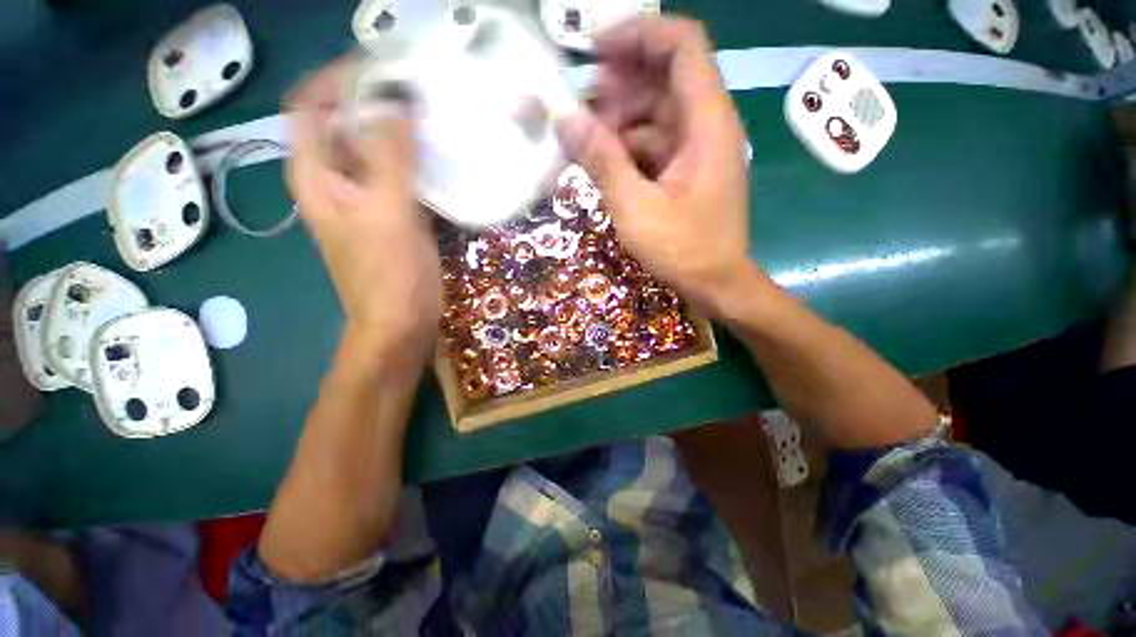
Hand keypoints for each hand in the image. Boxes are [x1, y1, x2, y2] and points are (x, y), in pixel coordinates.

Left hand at [287, 60, 440, 364]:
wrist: (401, 322)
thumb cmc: (390, 274)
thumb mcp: (388, 212)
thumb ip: (390, 157)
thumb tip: (397, 102)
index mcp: (318, 175)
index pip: (312, 105)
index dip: (340, 79)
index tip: (385, 67)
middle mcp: (336, 181)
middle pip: (346, 125)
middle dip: (377, 102)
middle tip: (421, 91)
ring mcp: (367, 199)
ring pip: (377, 151)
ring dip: (402, 133)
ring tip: (436, 118)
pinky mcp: (394, 216)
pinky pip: (401, 177)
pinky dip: (418, 163)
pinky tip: (443, 158)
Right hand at [557, 17, 752, 315]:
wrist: (716, 283)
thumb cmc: (683, 250)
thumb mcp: (636, 207)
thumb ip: (602, 160)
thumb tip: (565, 118)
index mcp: (706, 123)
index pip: (681, 46)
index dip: (639, 34)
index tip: (594, 50)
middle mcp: (706, 125)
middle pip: (663, 78)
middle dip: (617, 85)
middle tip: (577, 108)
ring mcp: (697, 148)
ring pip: (654, 114)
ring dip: (617, 122)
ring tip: (582, 143)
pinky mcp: (686, 169)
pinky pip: (654, 143)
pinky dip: (626, 147)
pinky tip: (602, 163)